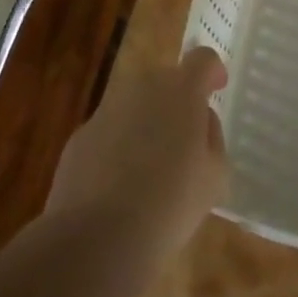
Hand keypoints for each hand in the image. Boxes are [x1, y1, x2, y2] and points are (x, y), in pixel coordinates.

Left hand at [45, 46, 228, 269]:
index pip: (202, 59)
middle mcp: (142, 88)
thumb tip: (199, 123)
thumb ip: (212, 137)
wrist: (97, 238)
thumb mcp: (214, 175)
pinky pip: (110, 132)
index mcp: (182, 91)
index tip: (217, 88)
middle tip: (185, 140)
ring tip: (152, 168)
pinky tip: (121, 186)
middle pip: (166, 80)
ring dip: (147, 123)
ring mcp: (106, 110)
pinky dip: (119, 147)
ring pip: (135, 105)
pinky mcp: (80, 137)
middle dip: (178, 101)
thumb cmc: (169, 204)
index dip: (212, 70)